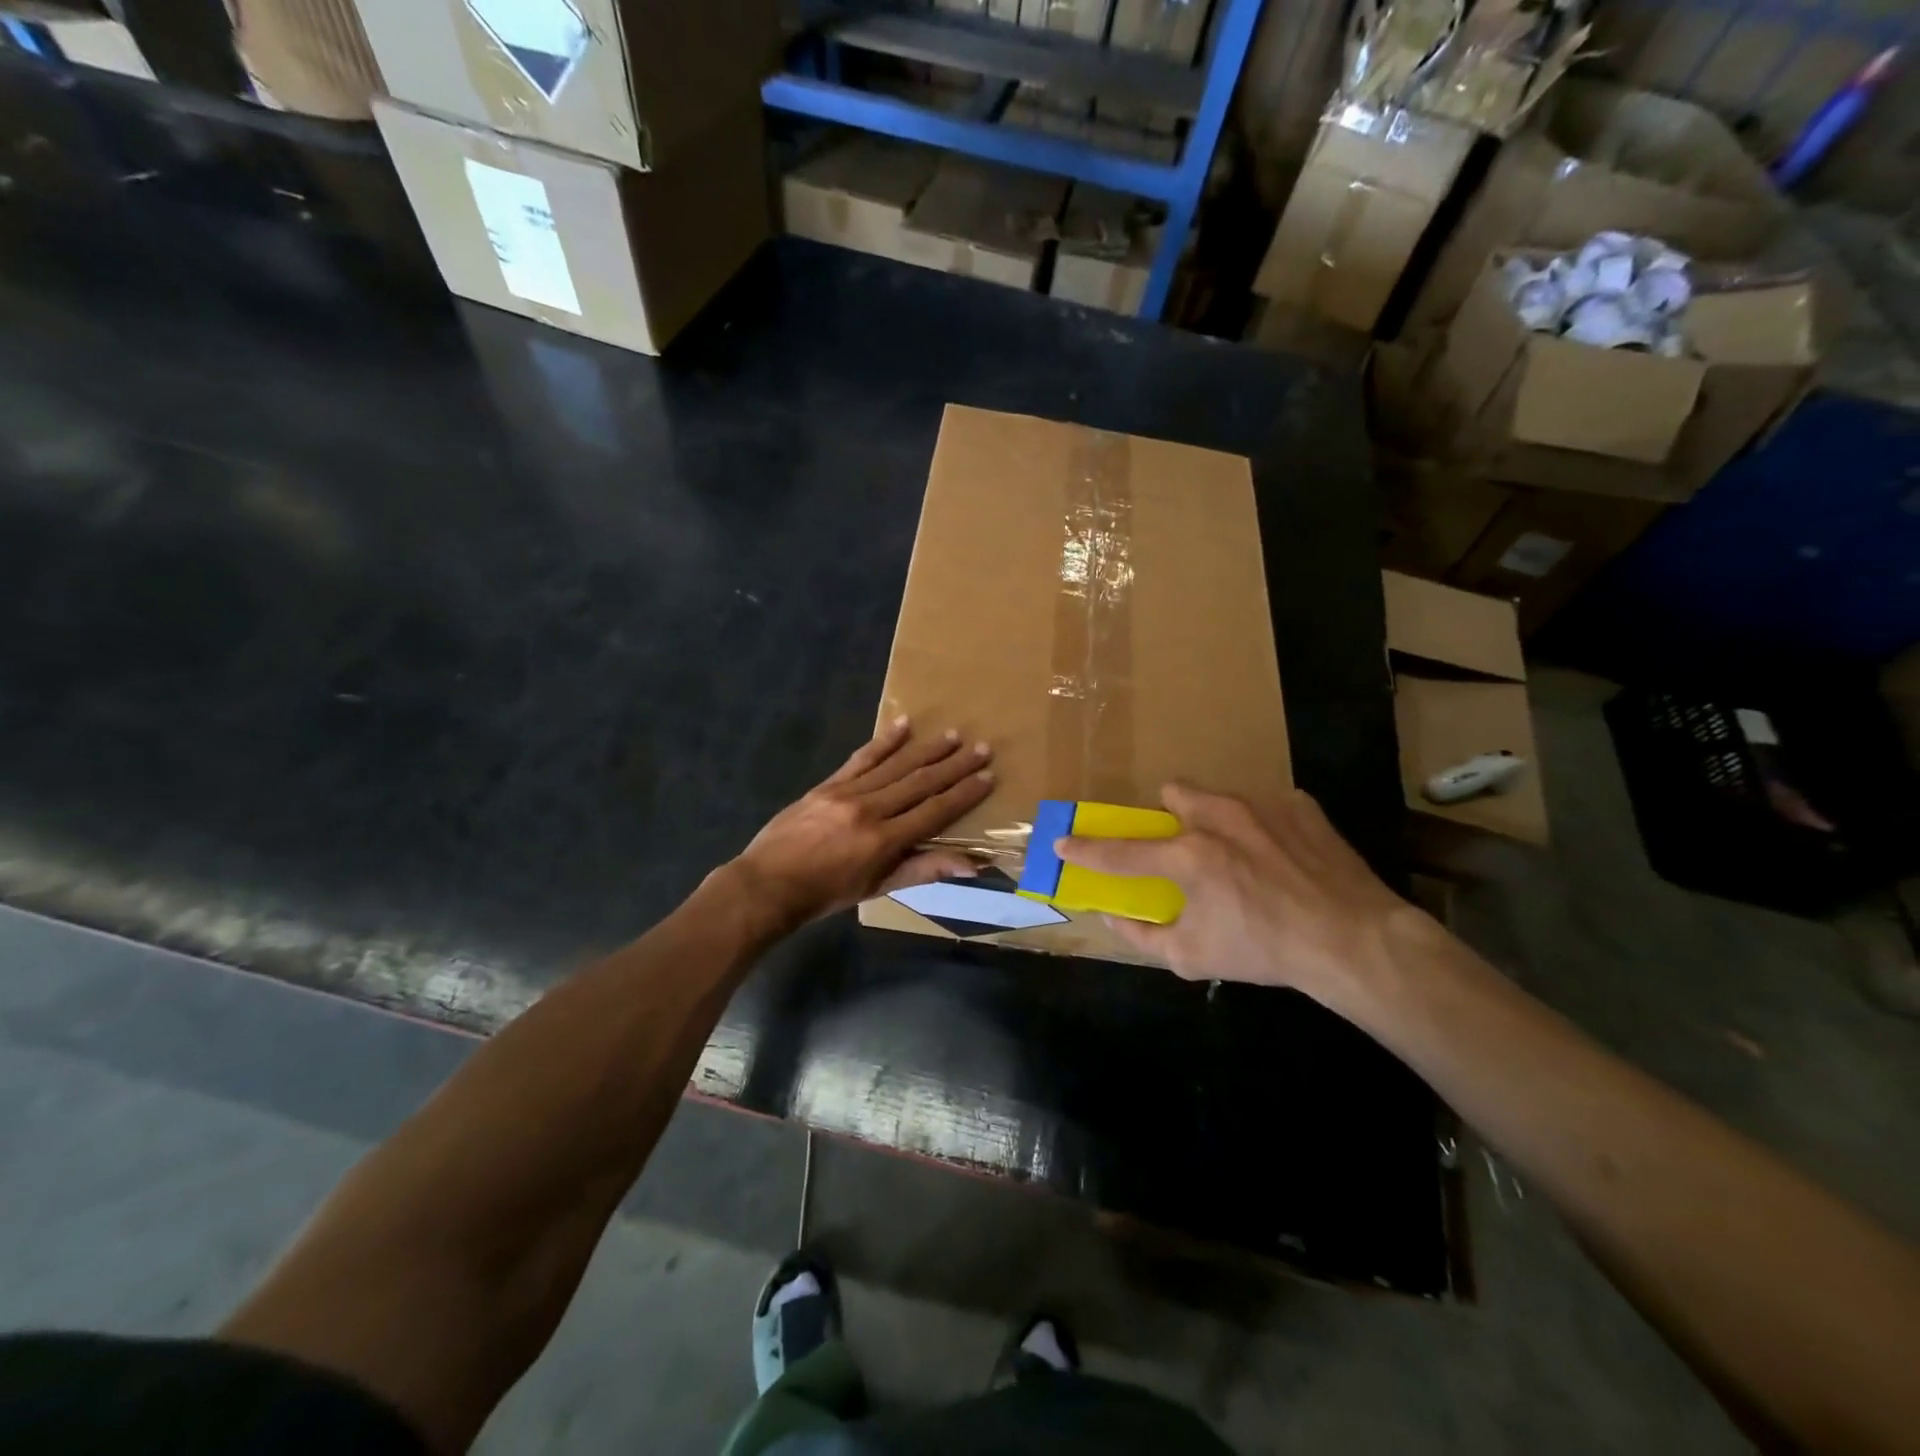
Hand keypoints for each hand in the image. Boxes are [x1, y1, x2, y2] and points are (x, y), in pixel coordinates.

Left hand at [730, 717, 993, 930]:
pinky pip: (861, 758)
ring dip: (927, 749)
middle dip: (954, 765)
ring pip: (895, 765)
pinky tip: (903, 724)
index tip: (988, 777)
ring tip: (953, 735)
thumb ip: (923, 870)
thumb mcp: (877, 888)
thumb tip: (971, 865)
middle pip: (920, 782)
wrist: (768, 884)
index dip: (964, 794)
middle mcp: (870, 810)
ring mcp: (847, 793)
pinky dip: (884, 741)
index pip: (935, 811)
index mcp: (884, 840)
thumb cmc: (826, 894)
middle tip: (982, 748)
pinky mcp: (828, 784)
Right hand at [1056, 784, 1431, 1016]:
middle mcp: (1219, 818)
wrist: (1353, 940)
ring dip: (1215, 819)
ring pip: (1218, 796)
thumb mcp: (1193, 957)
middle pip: (1173, 793)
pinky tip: (1282, 858)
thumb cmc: (1265, 951)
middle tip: (1186, 849)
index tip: (1063, 842)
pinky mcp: (1300, 805)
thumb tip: (1110, 916)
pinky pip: (1265, 806)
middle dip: (1170, 816)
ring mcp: (1262, 805)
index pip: (1122, 851)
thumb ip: (1142, 935)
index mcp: (1189, 856)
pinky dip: (1262, 828)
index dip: (1087, 850)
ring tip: (1241, 855)